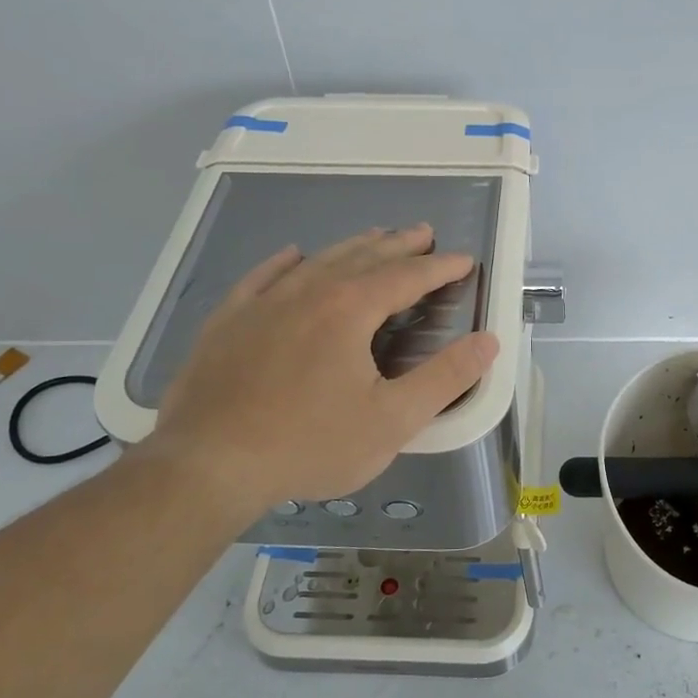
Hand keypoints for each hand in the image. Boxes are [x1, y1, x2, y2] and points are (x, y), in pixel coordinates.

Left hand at [133, 225, 498, 515]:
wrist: (209, 464)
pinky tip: (292, 255)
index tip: (464, 260)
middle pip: (363, 257)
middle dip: (398, 245)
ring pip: (317, 261)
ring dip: (351, 247)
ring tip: (374, 237)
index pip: (406, 277)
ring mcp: (262, 303)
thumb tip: (488, 342)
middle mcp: (307, 292)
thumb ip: (444, 378)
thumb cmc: (310, 444)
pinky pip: (262, 277)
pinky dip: (285, 262)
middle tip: (423, 233)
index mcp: (350, 310)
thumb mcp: (392, 420)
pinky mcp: (228, 321)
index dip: (439, 268)